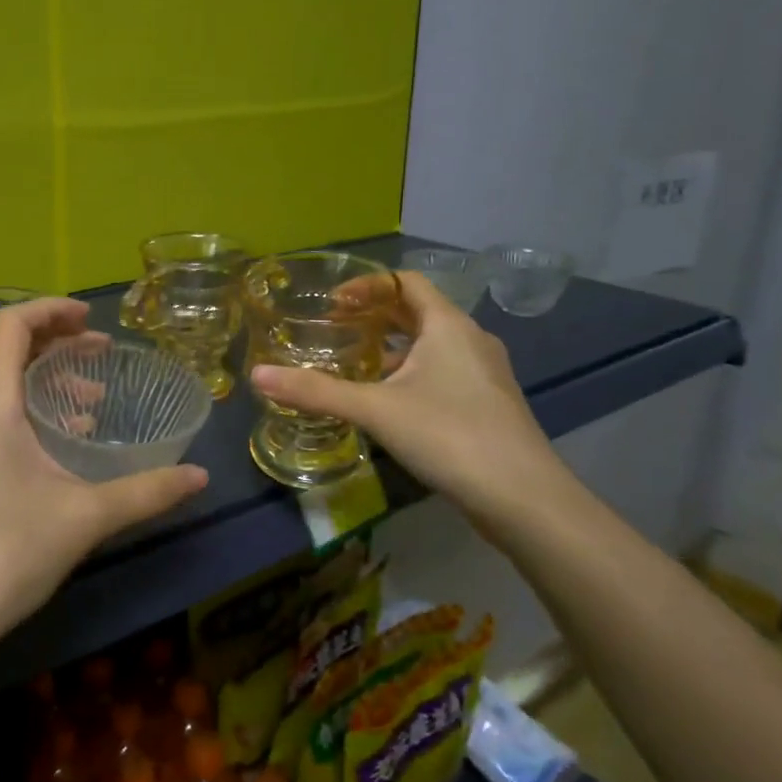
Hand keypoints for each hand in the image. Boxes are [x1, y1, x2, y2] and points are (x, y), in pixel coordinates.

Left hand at [0, 298, 208, 664]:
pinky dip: (24, 409)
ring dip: (42, 380)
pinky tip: (55, 446)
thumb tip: (201, 476)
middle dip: (55, 343)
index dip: (53, 309)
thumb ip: (147, 491)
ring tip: (89, 405)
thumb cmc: (6, 554)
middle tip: (101, 355)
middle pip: (4, 350)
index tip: (93, 320)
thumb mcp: (85, 517)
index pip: (12, 324)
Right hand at [250, 273, 574, 531]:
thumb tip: (257, 375)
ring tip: (354, 363)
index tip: (332, 304)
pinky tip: (389, 401)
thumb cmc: (449, 435)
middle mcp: (471, 339)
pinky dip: (411, 372)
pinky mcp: (488, 404)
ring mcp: (485, 373)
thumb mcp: (375, 410)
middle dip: (375, 315)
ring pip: (432, 344)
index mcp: (448, 325)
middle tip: (335, 329)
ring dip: (393, 346)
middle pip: (418, 311)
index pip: (406, 282)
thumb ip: (315, 391)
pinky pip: (443, 371)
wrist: (524, 498)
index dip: (367, 285)